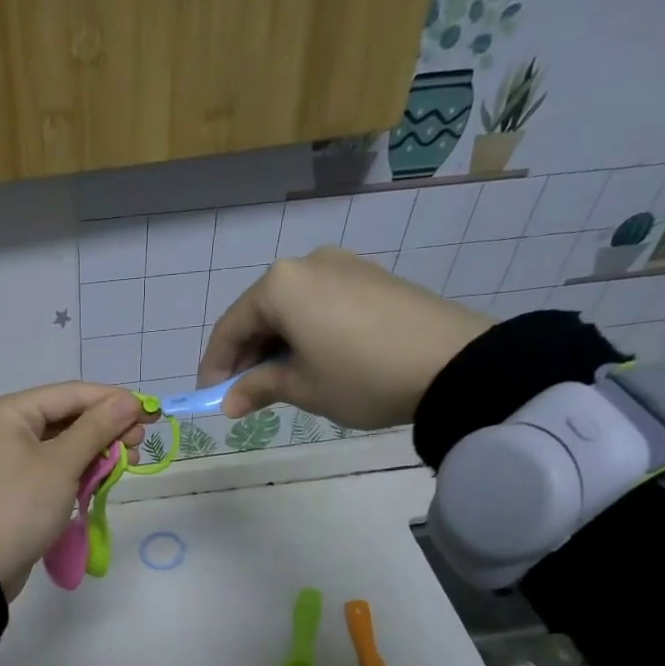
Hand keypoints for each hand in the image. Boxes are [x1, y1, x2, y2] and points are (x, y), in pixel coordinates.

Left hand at [0, 382, 147, 599]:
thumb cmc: (21, 506)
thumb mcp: (62, 464)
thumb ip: (97, 428)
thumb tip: (129, 401)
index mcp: (11, 411)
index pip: (72, 393)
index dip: (113, 400)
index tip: (150, 413)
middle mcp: (9, 426)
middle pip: (70, 415)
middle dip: (108, 427)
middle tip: (139, 443)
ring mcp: (13, 455)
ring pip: (67, 441)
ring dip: (99, 449)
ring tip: (130, 462)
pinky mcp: (21, 481)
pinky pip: (58, 464)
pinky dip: (83, 468)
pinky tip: (107, 476)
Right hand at [197, 246, 490, 429]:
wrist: (455, 363)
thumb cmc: (360, 375)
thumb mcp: (303, 387)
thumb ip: (258, 388)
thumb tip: (230, 401)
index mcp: (280, 285)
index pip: (230, 327)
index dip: (216, 365)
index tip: (210, 396)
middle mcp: (307, 264)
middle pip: (260, 312)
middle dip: (248, 354)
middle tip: (244, 392)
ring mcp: (344, 265)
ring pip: (292, 307)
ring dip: (277, 343)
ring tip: (280, 380)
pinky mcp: (372, 276)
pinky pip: (321, 303)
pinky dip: (307, 331)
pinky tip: (314, 359)